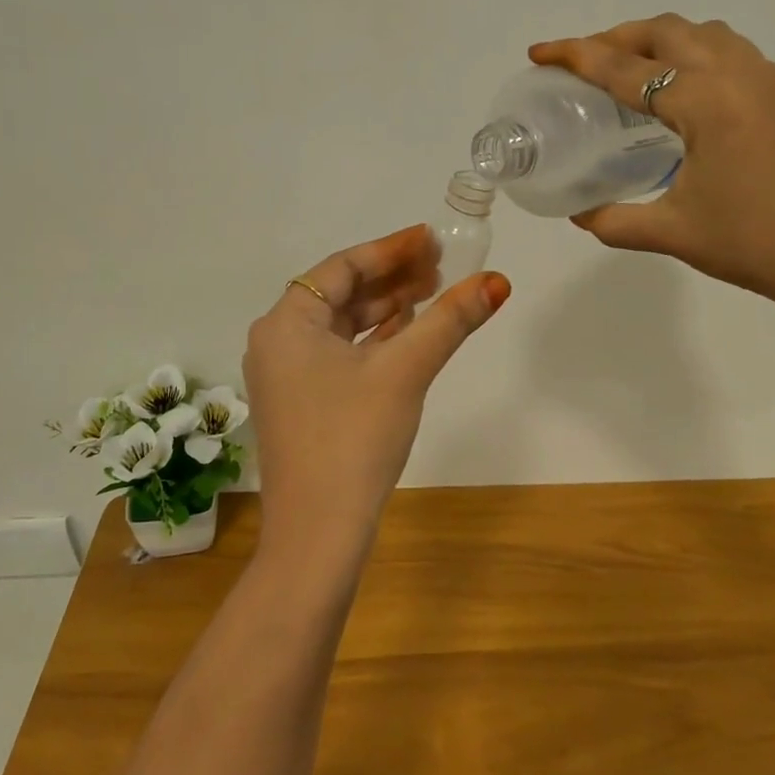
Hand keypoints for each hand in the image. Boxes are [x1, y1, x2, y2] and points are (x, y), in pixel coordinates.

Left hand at [244, 226, 510, 565]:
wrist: (318, 534)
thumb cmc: (354, 438)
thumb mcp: (405, 371)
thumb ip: (449, 320)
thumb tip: (497, 281)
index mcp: (286, 323)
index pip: (342, 267)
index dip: (390, 249)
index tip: (431, 239)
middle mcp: (278, 342)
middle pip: (341, 293)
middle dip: (392, 278)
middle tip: (441, 267)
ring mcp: (287, 376)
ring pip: (342, 326)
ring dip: (386, 308)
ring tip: (433, 293)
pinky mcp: (302, 404)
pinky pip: (339, 354)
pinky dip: (374, 341)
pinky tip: (408, 334)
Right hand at [530, 16, 774, 335]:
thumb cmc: (758, 245)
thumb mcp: (675, 233)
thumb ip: (615, 220)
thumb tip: (580, 213)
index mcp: (705, 100)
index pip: (625, 68)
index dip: (576, 57)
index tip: (540, 52)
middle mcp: (738, 73)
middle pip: (665, 31)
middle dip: (616, 38)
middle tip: (582, 63)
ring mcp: (770, 80)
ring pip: (704, 34)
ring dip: (659, 40)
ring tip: (630, 70)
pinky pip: (731, 52)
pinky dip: (694, 54)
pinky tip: (684, 92)